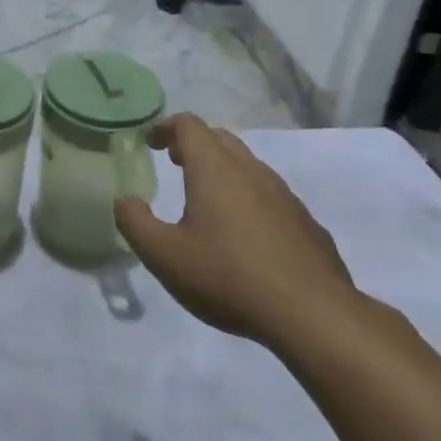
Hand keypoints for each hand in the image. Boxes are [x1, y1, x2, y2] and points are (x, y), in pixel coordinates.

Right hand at [115, 115, 355, 346]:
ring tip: (206, 198)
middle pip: (220, 138)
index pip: (189, 125)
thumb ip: (135, 222)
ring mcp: (284, 195)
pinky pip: (270, 195)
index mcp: (214, 169)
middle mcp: (251, 171)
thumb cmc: (229, 277)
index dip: (165, 127)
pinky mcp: (306, 223)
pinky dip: (248, 197)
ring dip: (222, 169)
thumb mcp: (164, 256)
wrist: (314, 316)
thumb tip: (125, 200)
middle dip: (193, 143)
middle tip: (173, 161)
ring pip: (248, 165)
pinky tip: (244, 233)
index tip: (148, 142)